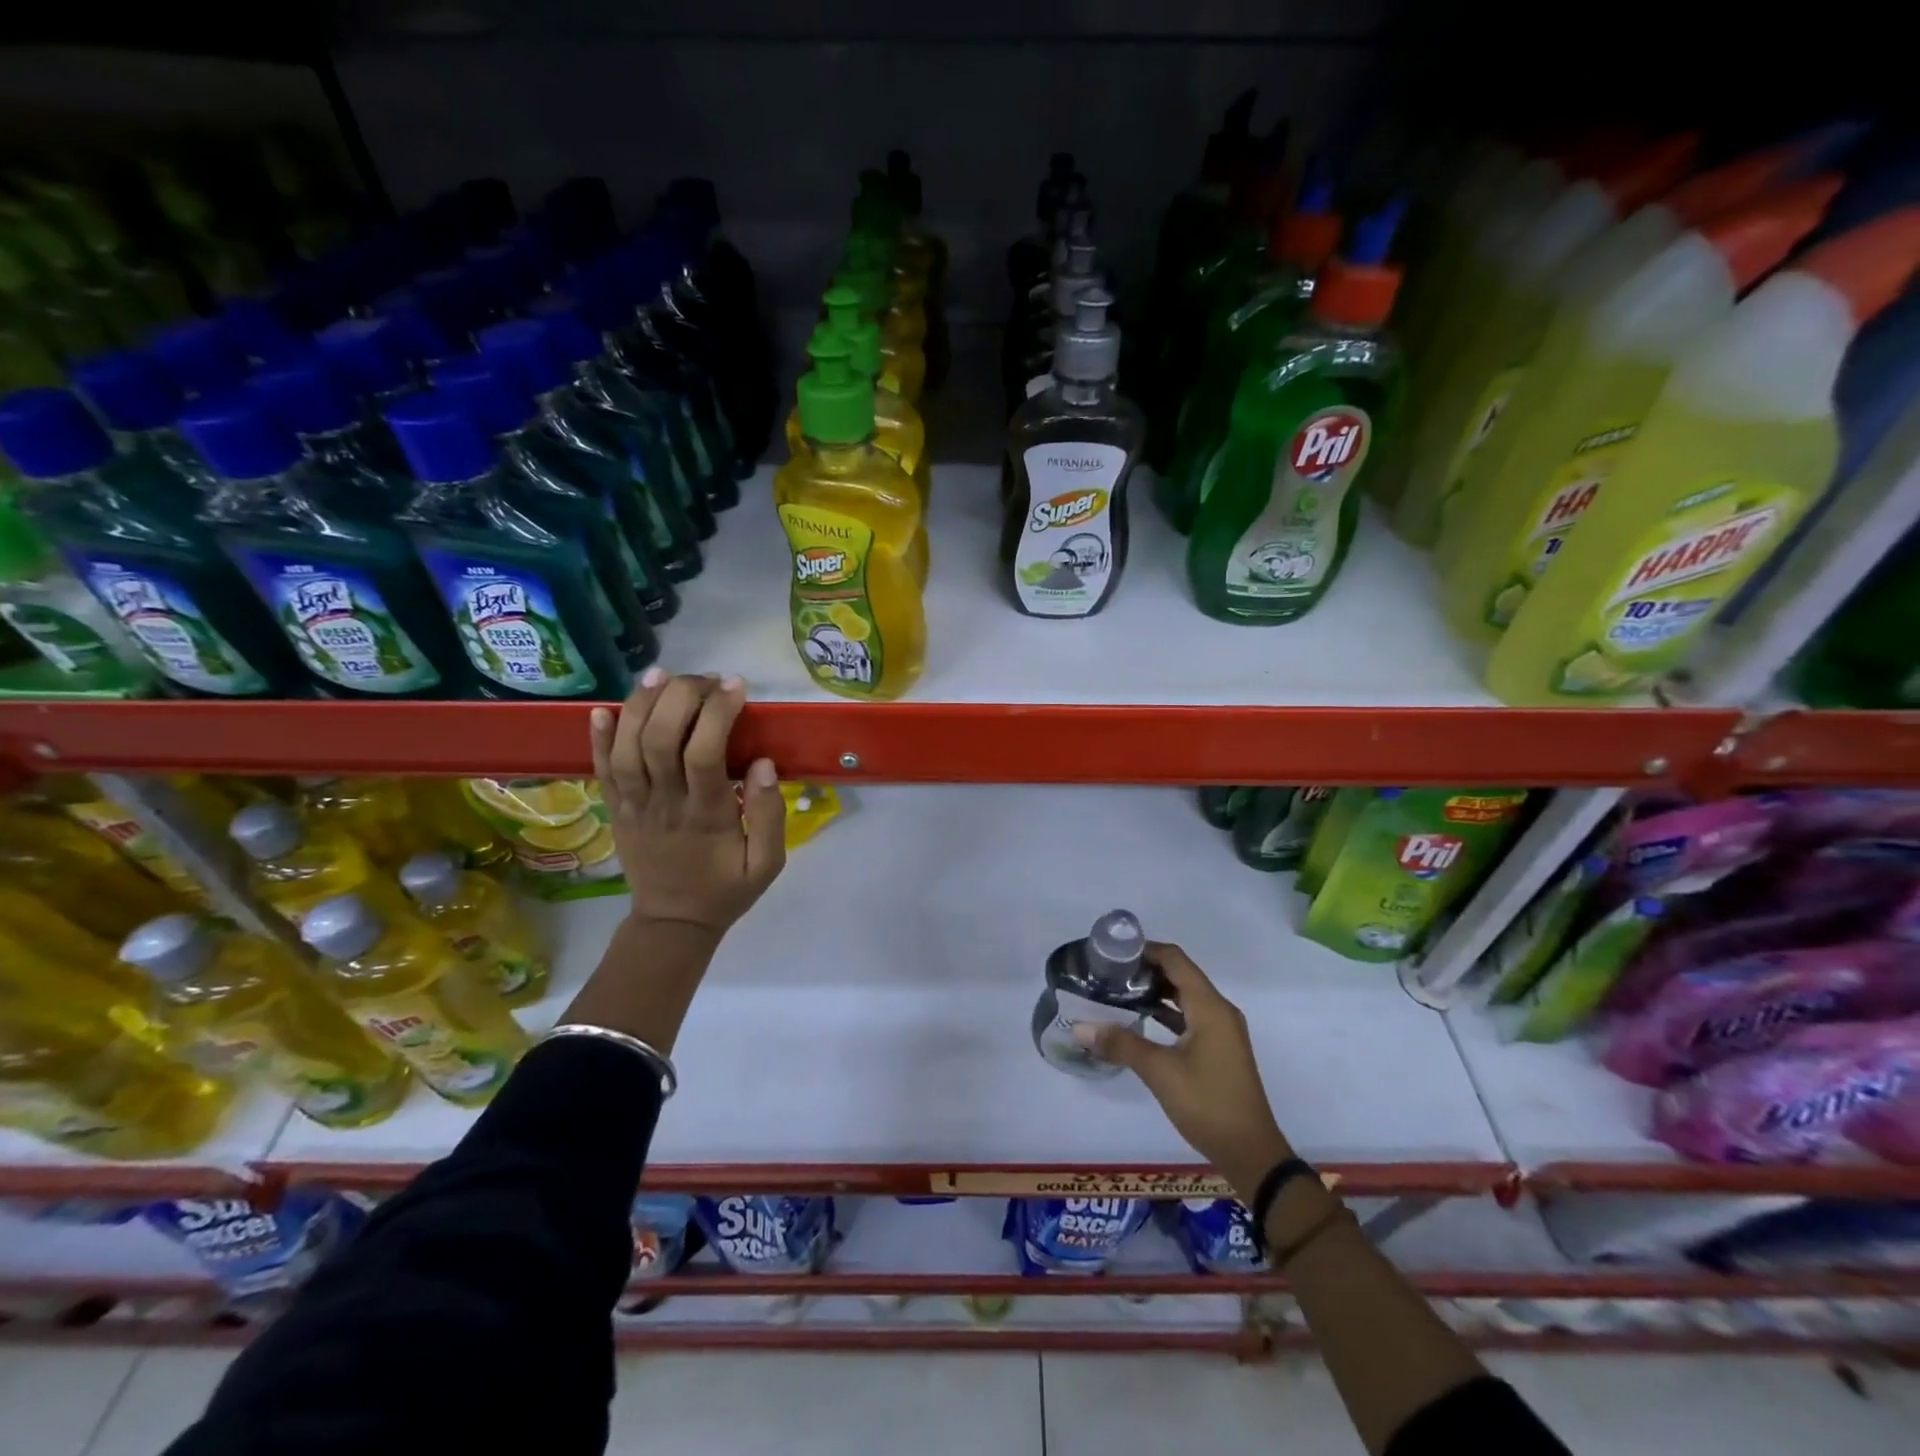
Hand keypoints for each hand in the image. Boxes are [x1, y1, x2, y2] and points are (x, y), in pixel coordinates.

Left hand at [588, 668, 785, 937]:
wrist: (672, 923)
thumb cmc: (726, 890)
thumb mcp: (768, 864)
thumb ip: (769, 816)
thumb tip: (764, 765)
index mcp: (706, 816)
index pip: (704, 753)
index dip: (717, 713)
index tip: (736, 687)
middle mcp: (664, 804)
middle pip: (659, 739)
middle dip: (681, 697)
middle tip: (706, 679)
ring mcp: (633, 806)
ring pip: (626, 747)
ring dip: (640, 705)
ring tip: (662, 674)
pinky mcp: (615, 810)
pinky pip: (601, 769)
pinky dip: (598, 737)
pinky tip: (604, 707)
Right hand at [1077, 943, 1293, 1192]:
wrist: (1251, 1153)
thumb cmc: (1207, 1103)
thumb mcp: (1160, 1072)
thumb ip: (1120, 1044)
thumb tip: (1080, 1028)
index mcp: (1209, 1006)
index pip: (1175, 959)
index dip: (1145, 949)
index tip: (1113, 952)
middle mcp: (1219, 1010)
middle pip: (1180, 974)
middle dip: (1146, 970)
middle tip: (1109, 973)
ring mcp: (1221, 1030)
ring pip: (1184, 996)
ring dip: (1155, 992)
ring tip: (1118, 993)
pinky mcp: (1218, 1049)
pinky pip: (1190, 1016)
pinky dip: (1166, 1012)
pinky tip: (1140, 1021)